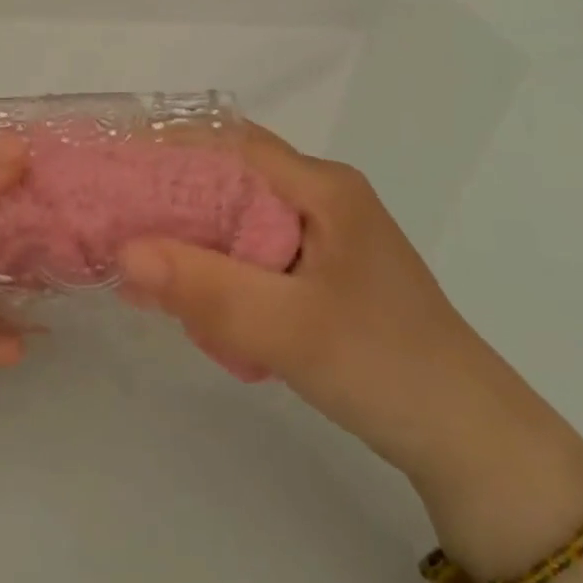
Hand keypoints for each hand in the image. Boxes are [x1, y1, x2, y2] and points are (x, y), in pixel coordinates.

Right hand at [116, 125, 526, 486]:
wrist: (467, 438)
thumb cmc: (384, 366)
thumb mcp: (289, 329)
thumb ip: (206, 288)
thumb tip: (123, 251)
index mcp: (323, 187)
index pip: (232, 144)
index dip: (170, 149)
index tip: (115, 170)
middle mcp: (322, 197)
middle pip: (232, 177)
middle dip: (173, 197)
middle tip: (115, 220)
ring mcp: (324, 236)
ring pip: (239, 218)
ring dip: (194, 237)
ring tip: (140, 259)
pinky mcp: (322, 272)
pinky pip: (254, 253)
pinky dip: (219, 267)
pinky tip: (191, 296)